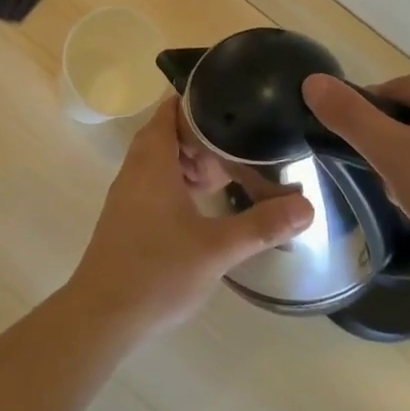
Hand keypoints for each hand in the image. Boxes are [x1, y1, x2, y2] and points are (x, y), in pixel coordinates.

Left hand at [68, 99, 312, 336]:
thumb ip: (262, 225)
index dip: (198, 97)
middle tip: (243, 144)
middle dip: (205, 135)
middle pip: (169, 133)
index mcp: (152, 160)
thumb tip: (307, 205)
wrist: (103, 315)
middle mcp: (136, 168)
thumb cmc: (157, 271)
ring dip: (194, 161)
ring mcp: (130, 193)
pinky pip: (157, 182)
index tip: (232, 95)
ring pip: (163, 160)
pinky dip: (182, 182)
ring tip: (231, 174)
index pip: (170, 109)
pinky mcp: (129, 216)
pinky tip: (207, 204)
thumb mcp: (217, 248)